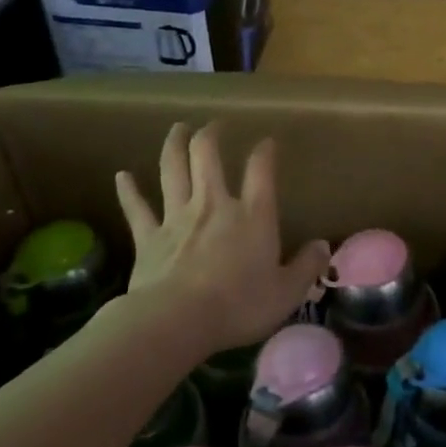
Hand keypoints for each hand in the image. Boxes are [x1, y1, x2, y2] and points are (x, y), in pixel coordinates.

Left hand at [115, 122, 329, 355]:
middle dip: (211, 136)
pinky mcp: (148, 237)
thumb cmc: (239, 305)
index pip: (261, 170)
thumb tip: (323, 246)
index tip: (267, 142)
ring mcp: (177, 217)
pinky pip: (136, 208)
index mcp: (253, 215)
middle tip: (214, 125)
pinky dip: (129, 191)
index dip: (264, 151)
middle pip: (208, 156)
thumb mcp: (287, 292)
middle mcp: (214, 205)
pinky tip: (122, 177)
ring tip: (177, 129)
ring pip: (172, 170)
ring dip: (174, 146)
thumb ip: (307, 266)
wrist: (177, 321)